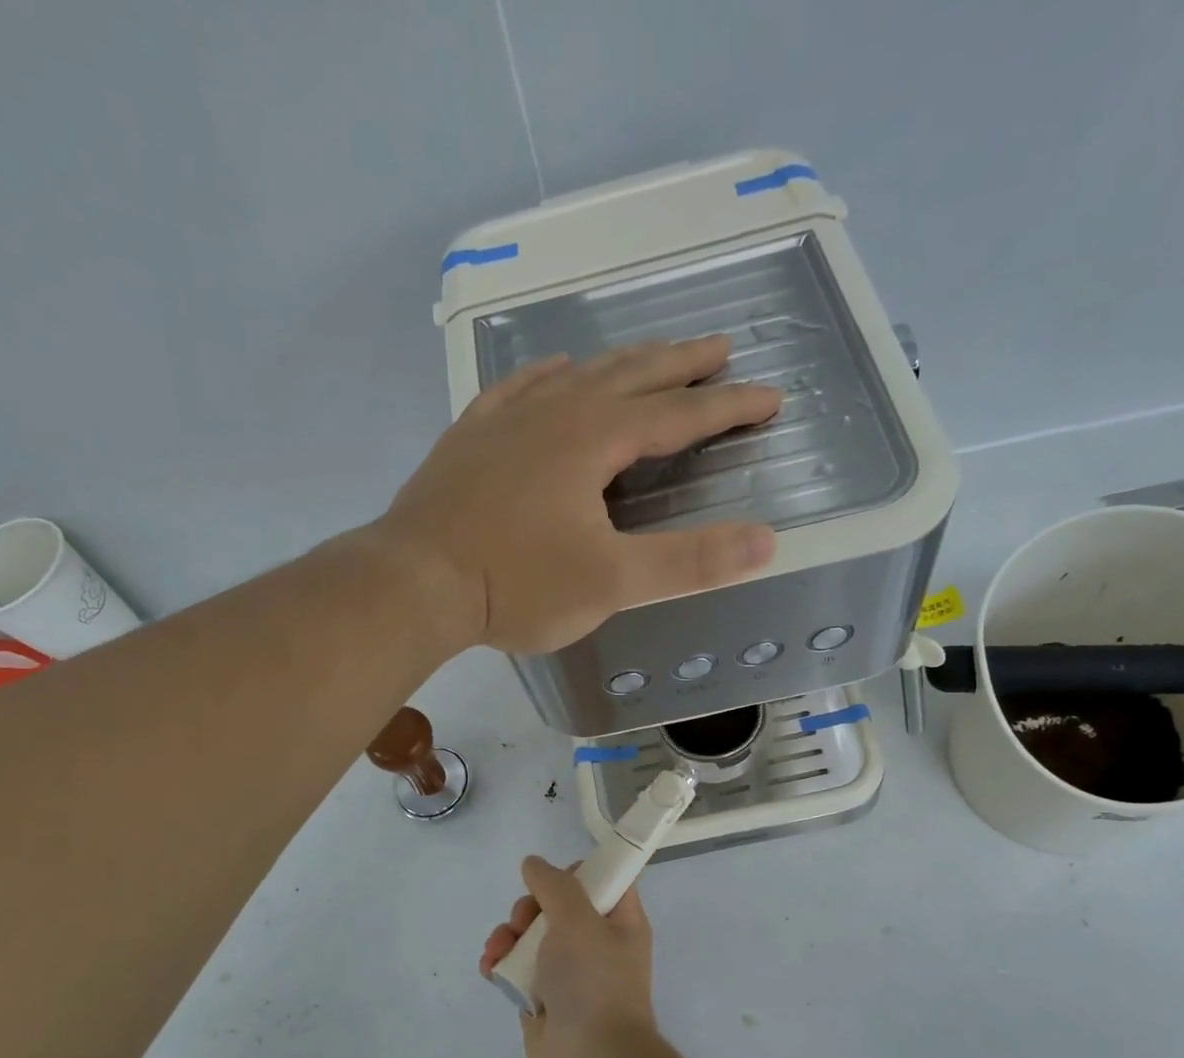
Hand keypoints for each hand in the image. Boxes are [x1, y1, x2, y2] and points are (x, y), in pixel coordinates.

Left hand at [378, 336, 780, 654]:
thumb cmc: (517, 584)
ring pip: (577, 375)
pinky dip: (549, 376)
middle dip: (681, 363)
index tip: (770, 396)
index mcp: (594, 437)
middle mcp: (554, 412)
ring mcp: (506, 419)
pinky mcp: (470, 437)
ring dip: (621, 364)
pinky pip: (519, 388)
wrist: (414, 583)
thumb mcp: (613, 582)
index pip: (679, 413)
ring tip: (648, 359)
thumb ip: (690, 562)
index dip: (728, 406)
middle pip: (631, 375)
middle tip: (719, 346)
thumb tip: (767, 542)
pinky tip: (553, 373)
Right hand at [479, 856, 659, 1057]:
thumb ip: (554, 885)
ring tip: (499, 951)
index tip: (552, 880)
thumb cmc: (594, 981)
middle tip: (523, 921)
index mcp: (619, 921)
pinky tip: (490, 969)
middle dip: (529, 908)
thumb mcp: (578, 919)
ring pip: (530, 935)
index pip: (603, 880)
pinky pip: (516, 967)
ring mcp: (567, 970)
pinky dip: (500, 964)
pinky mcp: (541, 996)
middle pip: (556, 905)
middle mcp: (595, 942)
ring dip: (507, 936)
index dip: (576, 872)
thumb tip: (533, 864)